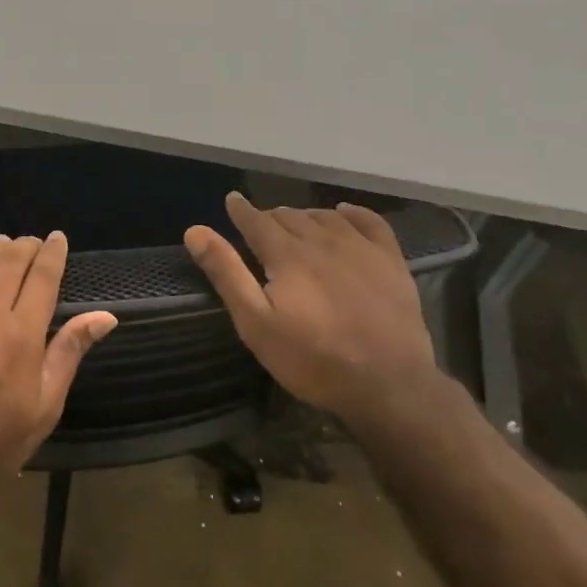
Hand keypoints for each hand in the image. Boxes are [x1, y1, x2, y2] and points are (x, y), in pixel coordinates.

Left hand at [0, 232, 117, 519]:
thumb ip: (70, 351)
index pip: (43, 277)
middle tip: (35, 243)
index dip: (53, 253)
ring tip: (5, 243)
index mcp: (22, 335)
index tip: (59, 239)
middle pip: (10, 261)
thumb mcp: (45, 404)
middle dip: (26, 246)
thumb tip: (106, 316)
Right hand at [185, 193, 440, 425]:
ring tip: (294, 222)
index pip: (257, 221)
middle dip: (271, 216)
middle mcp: (323, 241)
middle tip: (259, 224)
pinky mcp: (391, 262)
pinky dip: (352, 213)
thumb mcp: (256, 323)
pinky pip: (371, 222)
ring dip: (305, 216)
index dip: (241, 210)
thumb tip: (195, 231)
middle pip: (291, 217)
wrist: (388, 385)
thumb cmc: (312, 359)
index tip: (232, 200)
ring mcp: (362, 249)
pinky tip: (343, 213)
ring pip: (326, 217)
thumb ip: (227, 273)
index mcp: (287, 255)